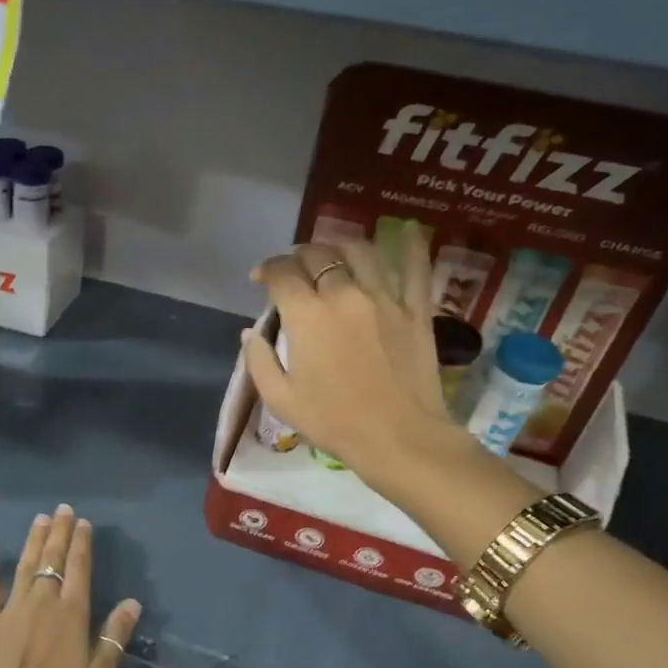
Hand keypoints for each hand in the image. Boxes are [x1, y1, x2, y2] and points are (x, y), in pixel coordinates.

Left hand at [0, 505, 140, 667]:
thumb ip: (114, 636)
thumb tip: (132, 602)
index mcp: (72, 613)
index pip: (79, 568)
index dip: (81, 543)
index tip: (83, 523)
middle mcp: (43, 601)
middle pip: (53, 559)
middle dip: (59, 532)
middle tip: (62, 509)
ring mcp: (12, 608)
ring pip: (25, 566)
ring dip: (33, 541)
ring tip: (39, 519)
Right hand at [244, 228, 465, 483]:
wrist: (398, 438)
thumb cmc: (333, 422)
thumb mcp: (280, 399)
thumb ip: (259, 361)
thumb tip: (251, 333)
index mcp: (307, 316)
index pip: (282, 273)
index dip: (267, 270)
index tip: (261, 279)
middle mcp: (344, 295)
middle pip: (319, 255)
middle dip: (300, 256)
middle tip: (295, 269)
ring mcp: (384, 298)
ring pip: (360, 253)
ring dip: (340, 247)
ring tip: (333, 254)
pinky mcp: (416, 310)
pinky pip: (416, 268)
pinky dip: (410, 246)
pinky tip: (405, 229)